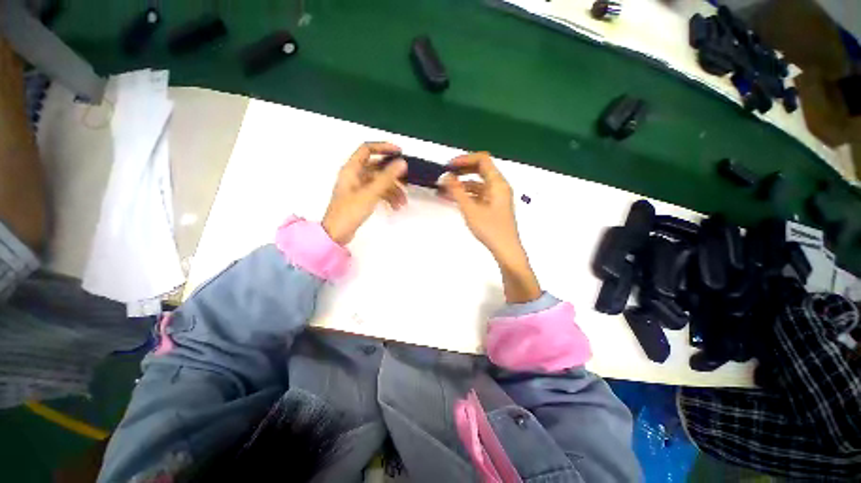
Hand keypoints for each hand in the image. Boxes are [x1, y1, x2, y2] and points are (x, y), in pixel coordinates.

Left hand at [322, 142, 406, 244]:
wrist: (337, 233)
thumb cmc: (350, 210)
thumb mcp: (370, 192)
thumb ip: (387, 177)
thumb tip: (401, 162)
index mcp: (351, 169)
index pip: (367, 149)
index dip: (383, 147)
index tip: (399, 152)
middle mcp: (354, 175)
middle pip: (377, 168)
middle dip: (393, 176)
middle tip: (406, 183)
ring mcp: (358, 187)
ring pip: (379, 182)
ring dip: (392, 190)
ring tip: (402, 203)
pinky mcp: (361, 198)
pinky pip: (377, 192)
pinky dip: (387, 197)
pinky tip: (395, 207)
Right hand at [442, 152, 540, 302]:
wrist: (505, 250)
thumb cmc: (490, 229)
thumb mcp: (470, 209)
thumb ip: (457, 191)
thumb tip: (445, 176)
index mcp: (497, 183)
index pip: (482, 160)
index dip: (464, 159)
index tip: (449, 166)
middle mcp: (499, 187)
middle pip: (479, 171)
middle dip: (461, 171)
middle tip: (445, 176)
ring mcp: (496, 197)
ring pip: (477, 184)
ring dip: (461, 185)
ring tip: (443, 190)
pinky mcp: (493, 207)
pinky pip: (478, 195)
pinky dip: (466, 195)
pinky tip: (452, 199)